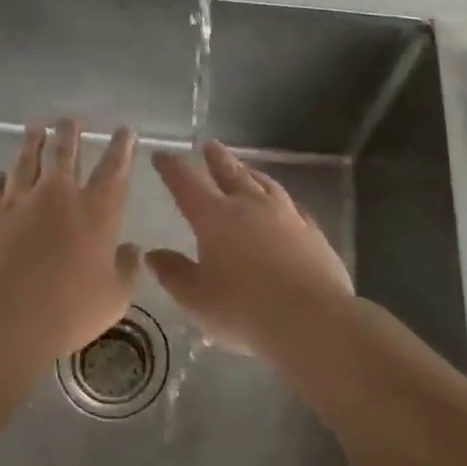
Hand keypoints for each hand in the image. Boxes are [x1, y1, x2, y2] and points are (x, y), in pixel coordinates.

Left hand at [0, 119, 140, 361]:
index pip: (114, 170)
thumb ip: (127, 270)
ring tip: (35, 129)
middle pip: (64, 154)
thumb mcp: (114, 298)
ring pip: (25, 160)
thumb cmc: (69, 310)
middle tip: (69, 121)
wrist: (4, 315)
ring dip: (32, 143)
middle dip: (69, 134)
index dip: (122, 148)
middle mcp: (57, 196)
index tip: (125, 131)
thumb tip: (132, 250)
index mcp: (96, 212)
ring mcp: (18, 200)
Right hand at [146, 140, 352, 354]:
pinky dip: (282, 201)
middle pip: (230, 174)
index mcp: (215, 217)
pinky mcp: (312, 233)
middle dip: (217, 159)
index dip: (172, 168)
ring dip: (251, 173)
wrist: (313, 320)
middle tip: (210, 145)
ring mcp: (286, 216)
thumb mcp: (196, 298)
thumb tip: (153, 254)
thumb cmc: (244, 310)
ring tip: (246, 168)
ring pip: (265, 184)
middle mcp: (250, 206)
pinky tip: (286, 206)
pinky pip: (294, 207)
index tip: (162, 155)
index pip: (187, 183)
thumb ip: (173, 273)